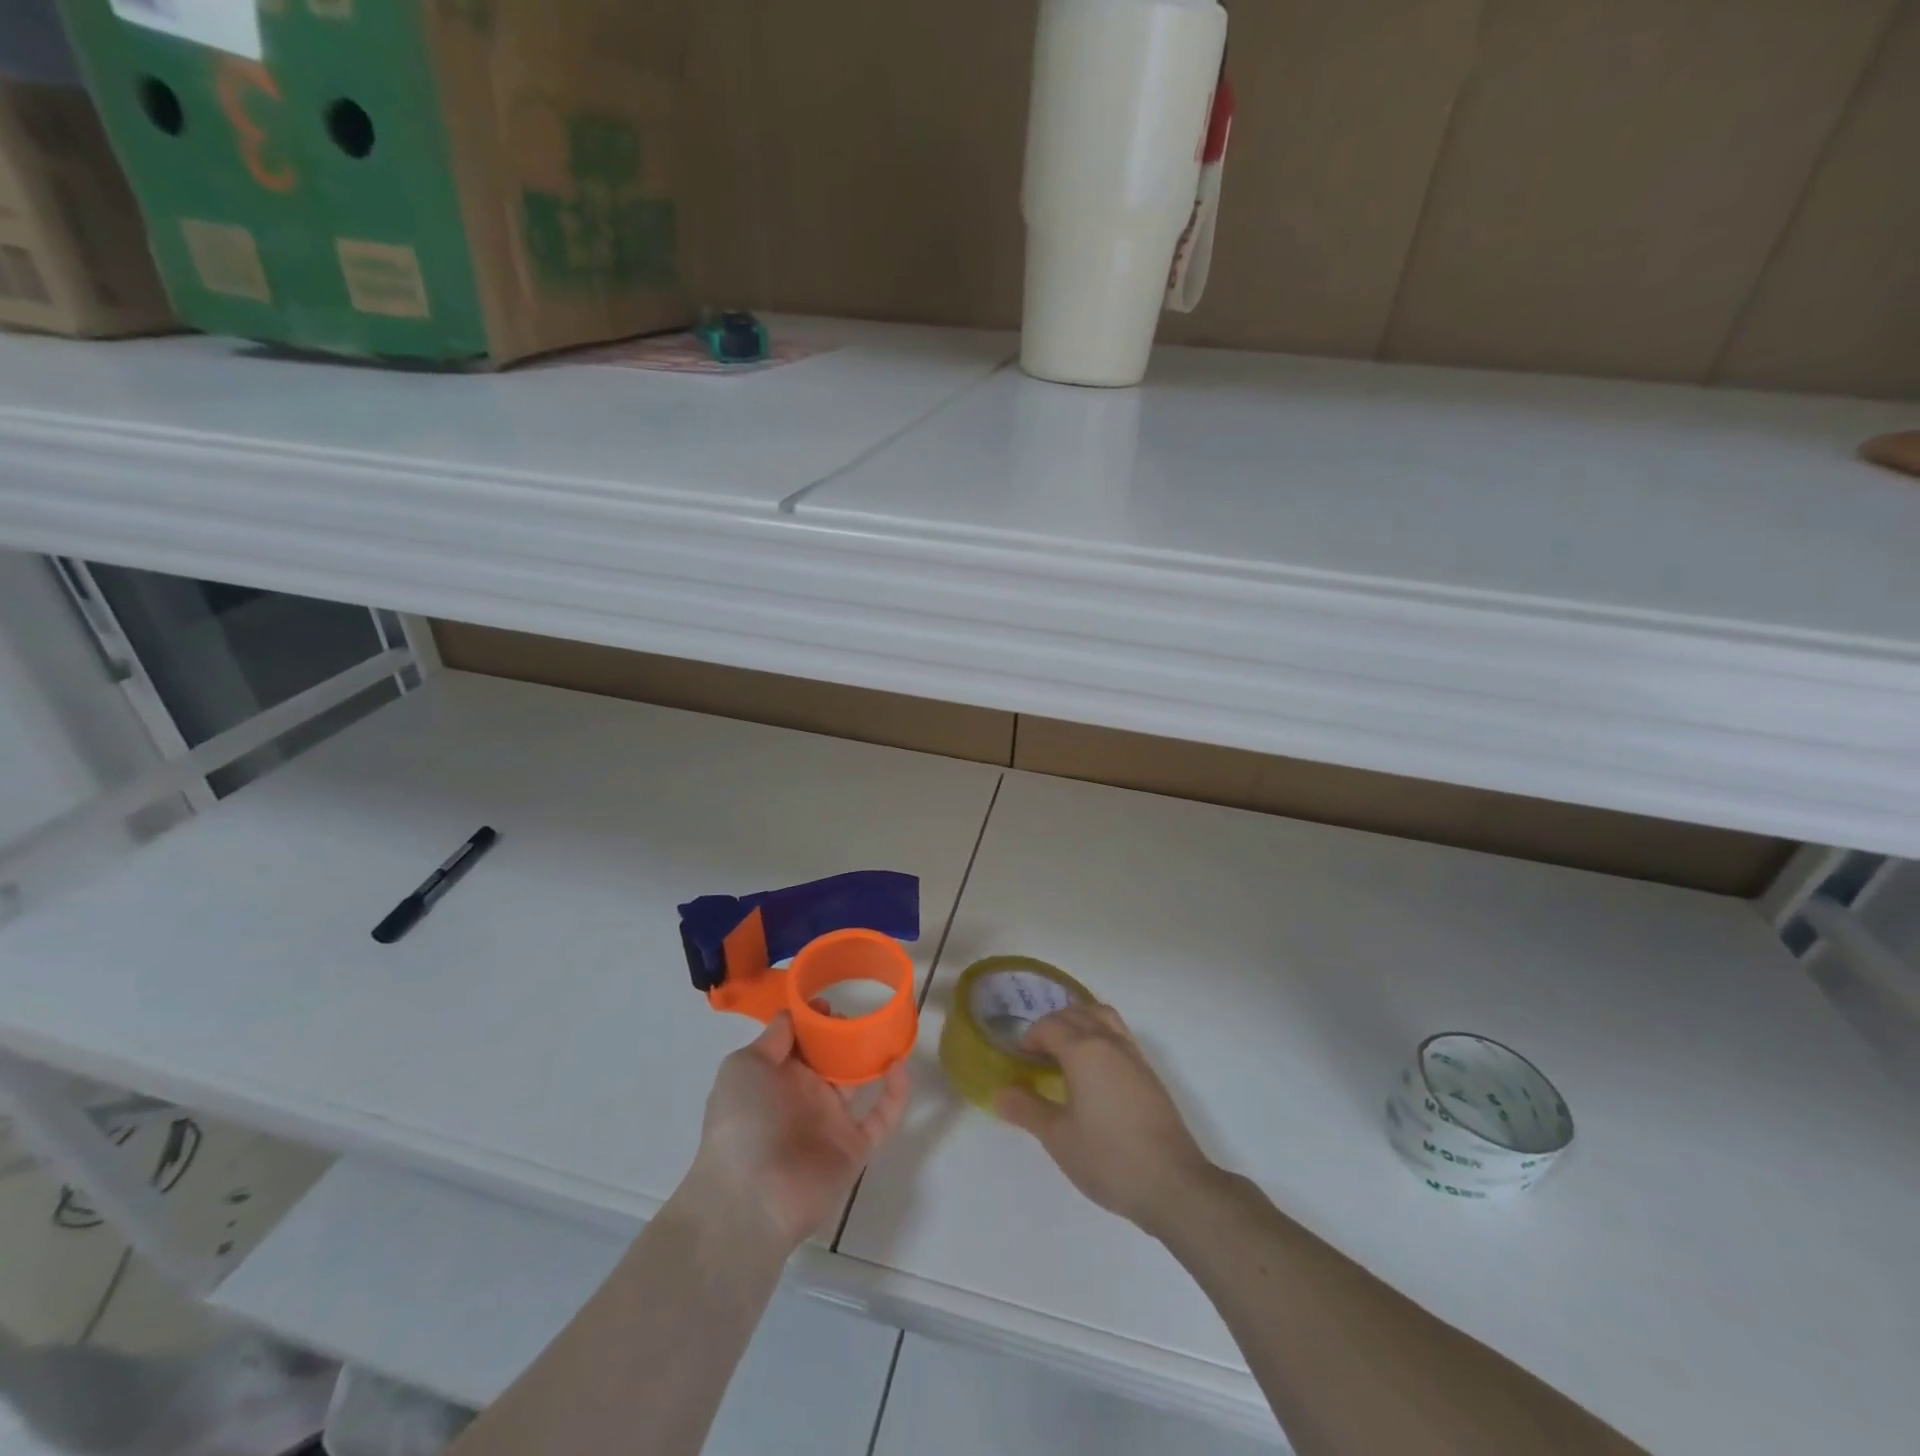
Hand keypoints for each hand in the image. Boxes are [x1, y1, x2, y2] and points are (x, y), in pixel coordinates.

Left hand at [684, 1013, 909, 1252]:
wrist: (750, 1198)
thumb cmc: (741, 1123)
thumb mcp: (744, 1067)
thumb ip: (772, 1038)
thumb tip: (796, 1013)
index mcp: (775, 1077)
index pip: (800, 1040)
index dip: (814, 1020)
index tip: (829, 1004)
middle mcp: (804, 1096)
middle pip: (832, 1056)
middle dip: (845, 1034)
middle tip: (860, 1017)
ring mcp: (831, 1121)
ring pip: (860, 1080)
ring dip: (874, 1057)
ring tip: (889, 1029)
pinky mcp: (855, 1147)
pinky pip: (883, 1116)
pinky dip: (896, 1093)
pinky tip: (900, 1066)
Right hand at [995, 1003, 1215, 1235]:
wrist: (1172, 1183)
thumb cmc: (1109, 1158)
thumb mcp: (1059, 1138)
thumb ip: (1027, 1110)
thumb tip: (1000, 1093)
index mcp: (1084, 1050)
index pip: (1049, 1026)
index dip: (1029, 1038)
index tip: (1019, 1060)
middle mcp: (1109, 1042)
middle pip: (1075, 1013)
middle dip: (1051, 1025)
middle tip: (1036, 1055)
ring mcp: (1134, 1055)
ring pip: (1101, 1017)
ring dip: (1079, 1022)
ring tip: (1065, 1052)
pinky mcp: (1149, 1072)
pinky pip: (1118, 1034)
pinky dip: (1099, 1035)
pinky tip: (1094, 1071)